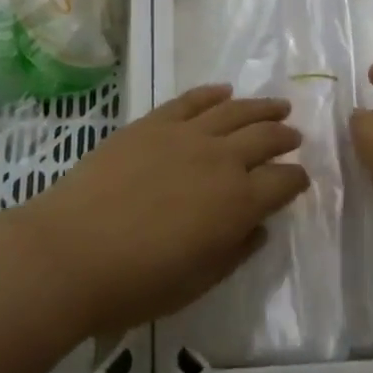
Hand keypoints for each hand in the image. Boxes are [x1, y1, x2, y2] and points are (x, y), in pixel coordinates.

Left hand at [15, 86, 307, 334]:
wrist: (72, 251)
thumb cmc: (137, 282)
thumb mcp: (198, 281)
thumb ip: (235, 251)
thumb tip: (257, 227)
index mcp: (238, 202)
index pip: (283, 182)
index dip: (296, 179)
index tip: (300, 178)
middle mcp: (221, 159)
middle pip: (265, 137)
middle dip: (284, 136)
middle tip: (294, 135)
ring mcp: (186, 134)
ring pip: (235, 111)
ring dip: (260, 107)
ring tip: (277, 106)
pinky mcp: (153, 122)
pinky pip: (191, 100)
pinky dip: (212, 93)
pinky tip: (224, 90)